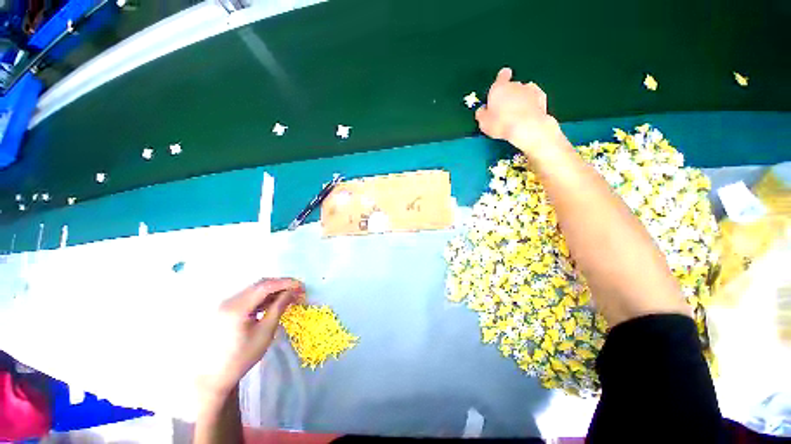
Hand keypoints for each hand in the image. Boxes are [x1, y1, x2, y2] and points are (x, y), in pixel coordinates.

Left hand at [196, 278, 304, 404]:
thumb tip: (292, 292)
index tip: (301, 285)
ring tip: (289, 295)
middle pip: (260, 284)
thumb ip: (278, 308)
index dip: (286, 283)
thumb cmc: (241, 357)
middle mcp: (229, 301)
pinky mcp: (226, 308)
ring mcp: (226, 304)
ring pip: (255, 289)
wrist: (214, 375)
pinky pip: (249, 296)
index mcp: (237, 308)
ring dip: (273, 290)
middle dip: (281, 284)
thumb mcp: (265, 333)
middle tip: (298, 289)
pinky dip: (264, 296)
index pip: (265, 286)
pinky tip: (273, 302)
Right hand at [475, 67, 563, 154]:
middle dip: (509, 95)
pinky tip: (528, 114)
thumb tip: (482, 111)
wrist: (526, 127)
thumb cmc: (501, 124)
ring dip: (521, 99)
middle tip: (505, 110)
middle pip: (512, 86)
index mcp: (499, 88)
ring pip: (524, 91)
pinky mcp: (542, 97)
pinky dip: (532, 104)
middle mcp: (515, 85)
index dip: (502, 79)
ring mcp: (530, 90)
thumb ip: (481, 114)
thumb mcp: (484, 123)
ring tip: (517, 114)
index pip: (501, 76)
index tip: (501, 85)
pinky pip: (535, 98)